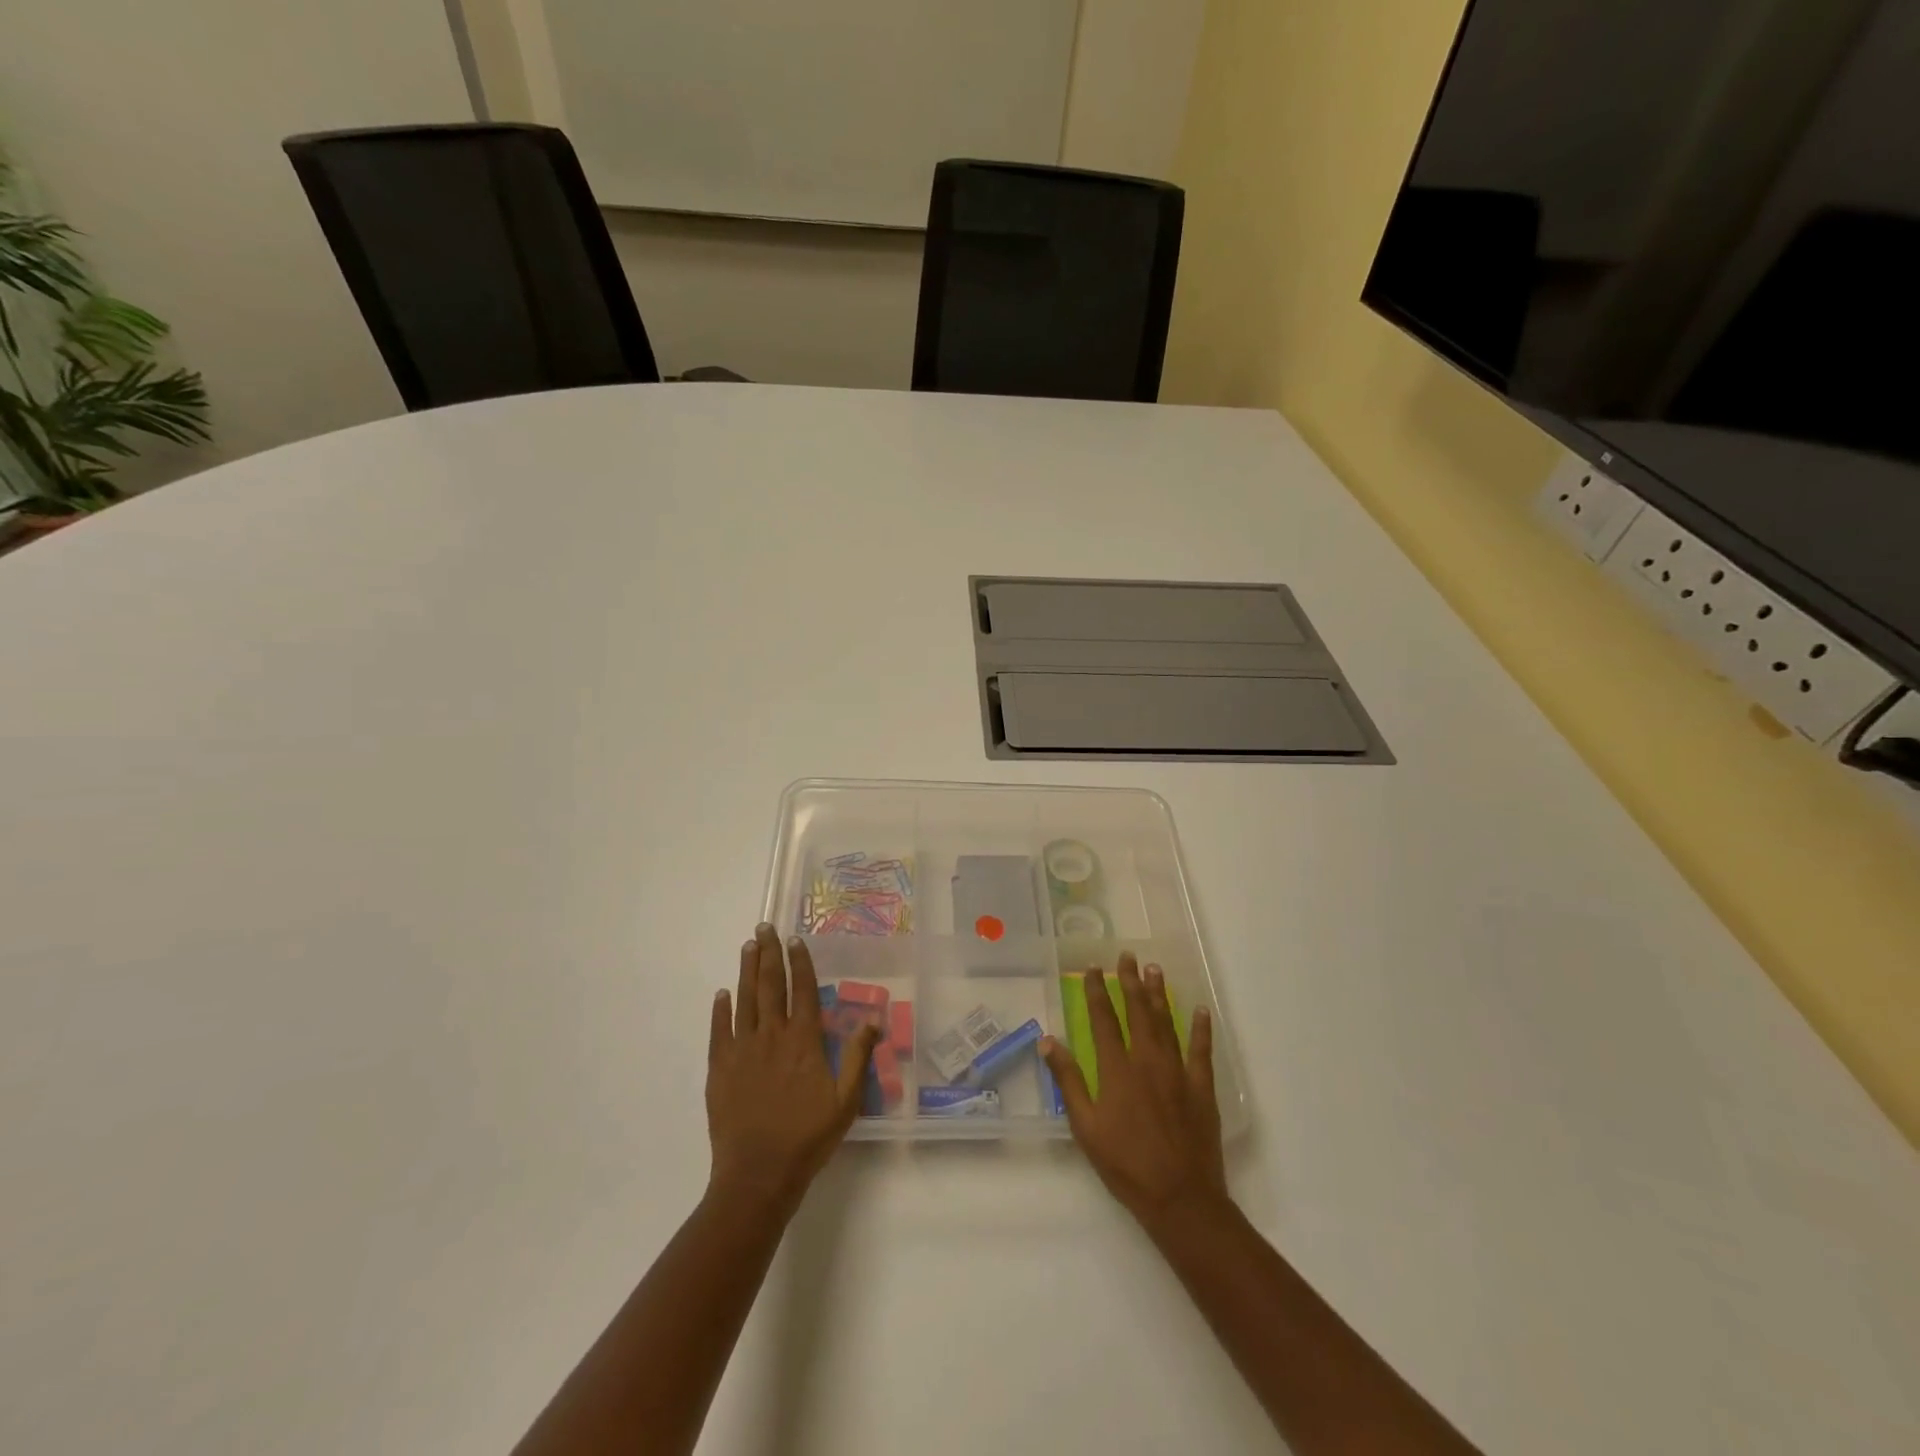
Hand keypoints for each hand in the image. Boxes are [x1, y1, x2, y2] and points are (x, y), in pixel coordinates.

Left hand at [706, 924, 878, 1214]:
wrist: (758, 1174)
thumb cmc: (807, 1138)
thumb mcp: (846, 1101)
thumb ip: (858, 1057)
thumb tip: (873, 1019)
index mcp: (803, 1041)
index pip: (803, 990)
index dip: (799, 962)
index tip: (795, 940)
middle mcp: (772, 1035)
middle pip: (770, 985)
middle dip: (768, 954)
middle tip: (764, 927)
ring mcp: (743, 1050)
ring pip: (744, 1000)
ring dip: (746, 970)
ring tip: (748, 946)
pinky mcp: (720, 1068)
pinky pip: (720, 1030)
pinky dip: (720, 1009)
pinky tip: (722, 993)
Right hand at [1040, 953, 1227, 1226]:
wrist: (1180, 1198)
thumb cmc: (1125, 1165)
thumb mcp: (1085, 1127)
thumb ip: (1068, 1081)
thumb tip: (1048, 1041)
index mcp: (1116, 1069)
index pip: (1103, 1019)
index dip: (1097, 991)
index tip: (1093, 968)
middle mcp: (1147, 1060)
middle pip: (1137, 1012)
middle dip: (1130, 981)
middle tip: (1127, 956)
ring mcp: (1178, 1072)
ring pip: (1167, 1023)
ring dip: (1159, 995)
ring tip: (1154, 969)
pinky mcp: (1202, 1088)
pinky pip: (1202, 1051)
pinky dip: (1201, 1029)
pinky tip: (1200, 1010)